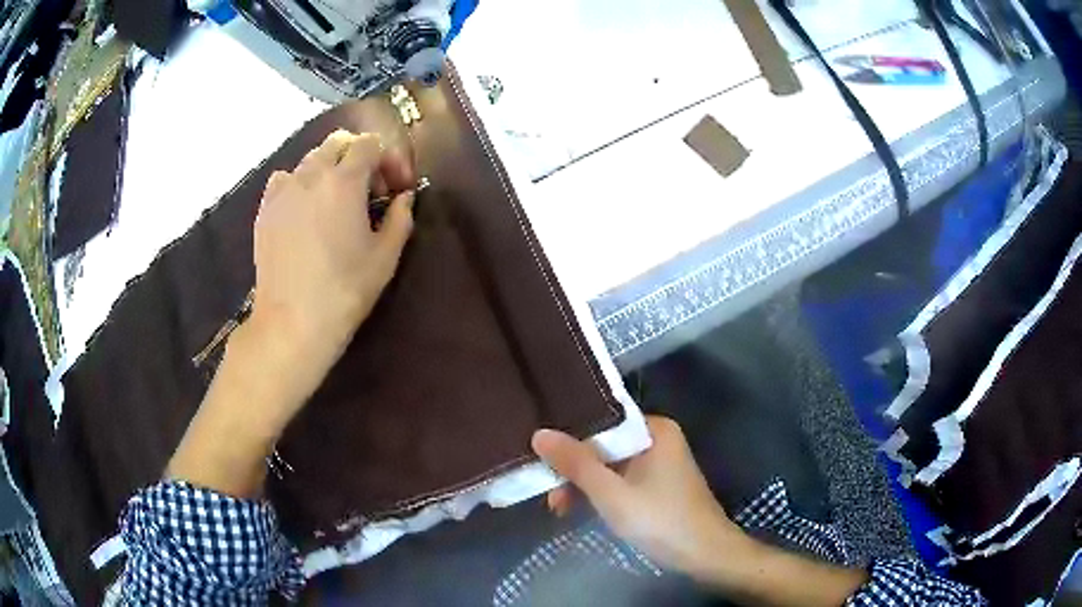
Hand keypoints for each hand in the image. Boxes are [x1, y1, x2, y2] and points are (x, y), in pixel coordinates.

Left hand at [167, 130, 416, 497]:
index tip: (396, 187)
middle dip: (359, 156)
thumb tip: (404, 197)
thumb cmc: (345, 291)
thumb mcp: (386, 257)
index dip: (389, 159)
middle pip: (338, 143)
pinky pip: (285, 179)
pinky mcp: (265, 209)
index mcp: (344, 181)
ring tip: (336, 201)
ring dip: (330, 169)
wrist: (292, 322)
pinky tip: (306, 210)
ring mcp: (283, 190)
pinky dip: (300, 183)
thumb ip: (401, 217)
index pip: (370, 145)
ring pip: (311, 159)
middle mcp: (311, 174)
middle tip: (369, 190)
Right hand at [532, 416, 747, 581]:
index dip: (569, 438)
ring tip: (558, 508)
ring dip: (585, 485)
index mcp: (654, 429)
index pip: (602, 422)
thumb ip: (576, 463)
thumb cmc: (660, 520)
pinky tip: (581, 509)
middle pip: (605, 445)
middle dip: (575, 469)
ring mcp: (660, 463)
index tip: (541, 457)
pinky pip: (622, 480)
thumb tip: (539, 433)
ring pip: (610, 466)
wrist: (706, 555)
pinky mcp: (659, 485)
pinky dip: (602, 493)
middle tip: (549, 493)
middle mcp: (658, 439)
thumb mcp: (611, 493)